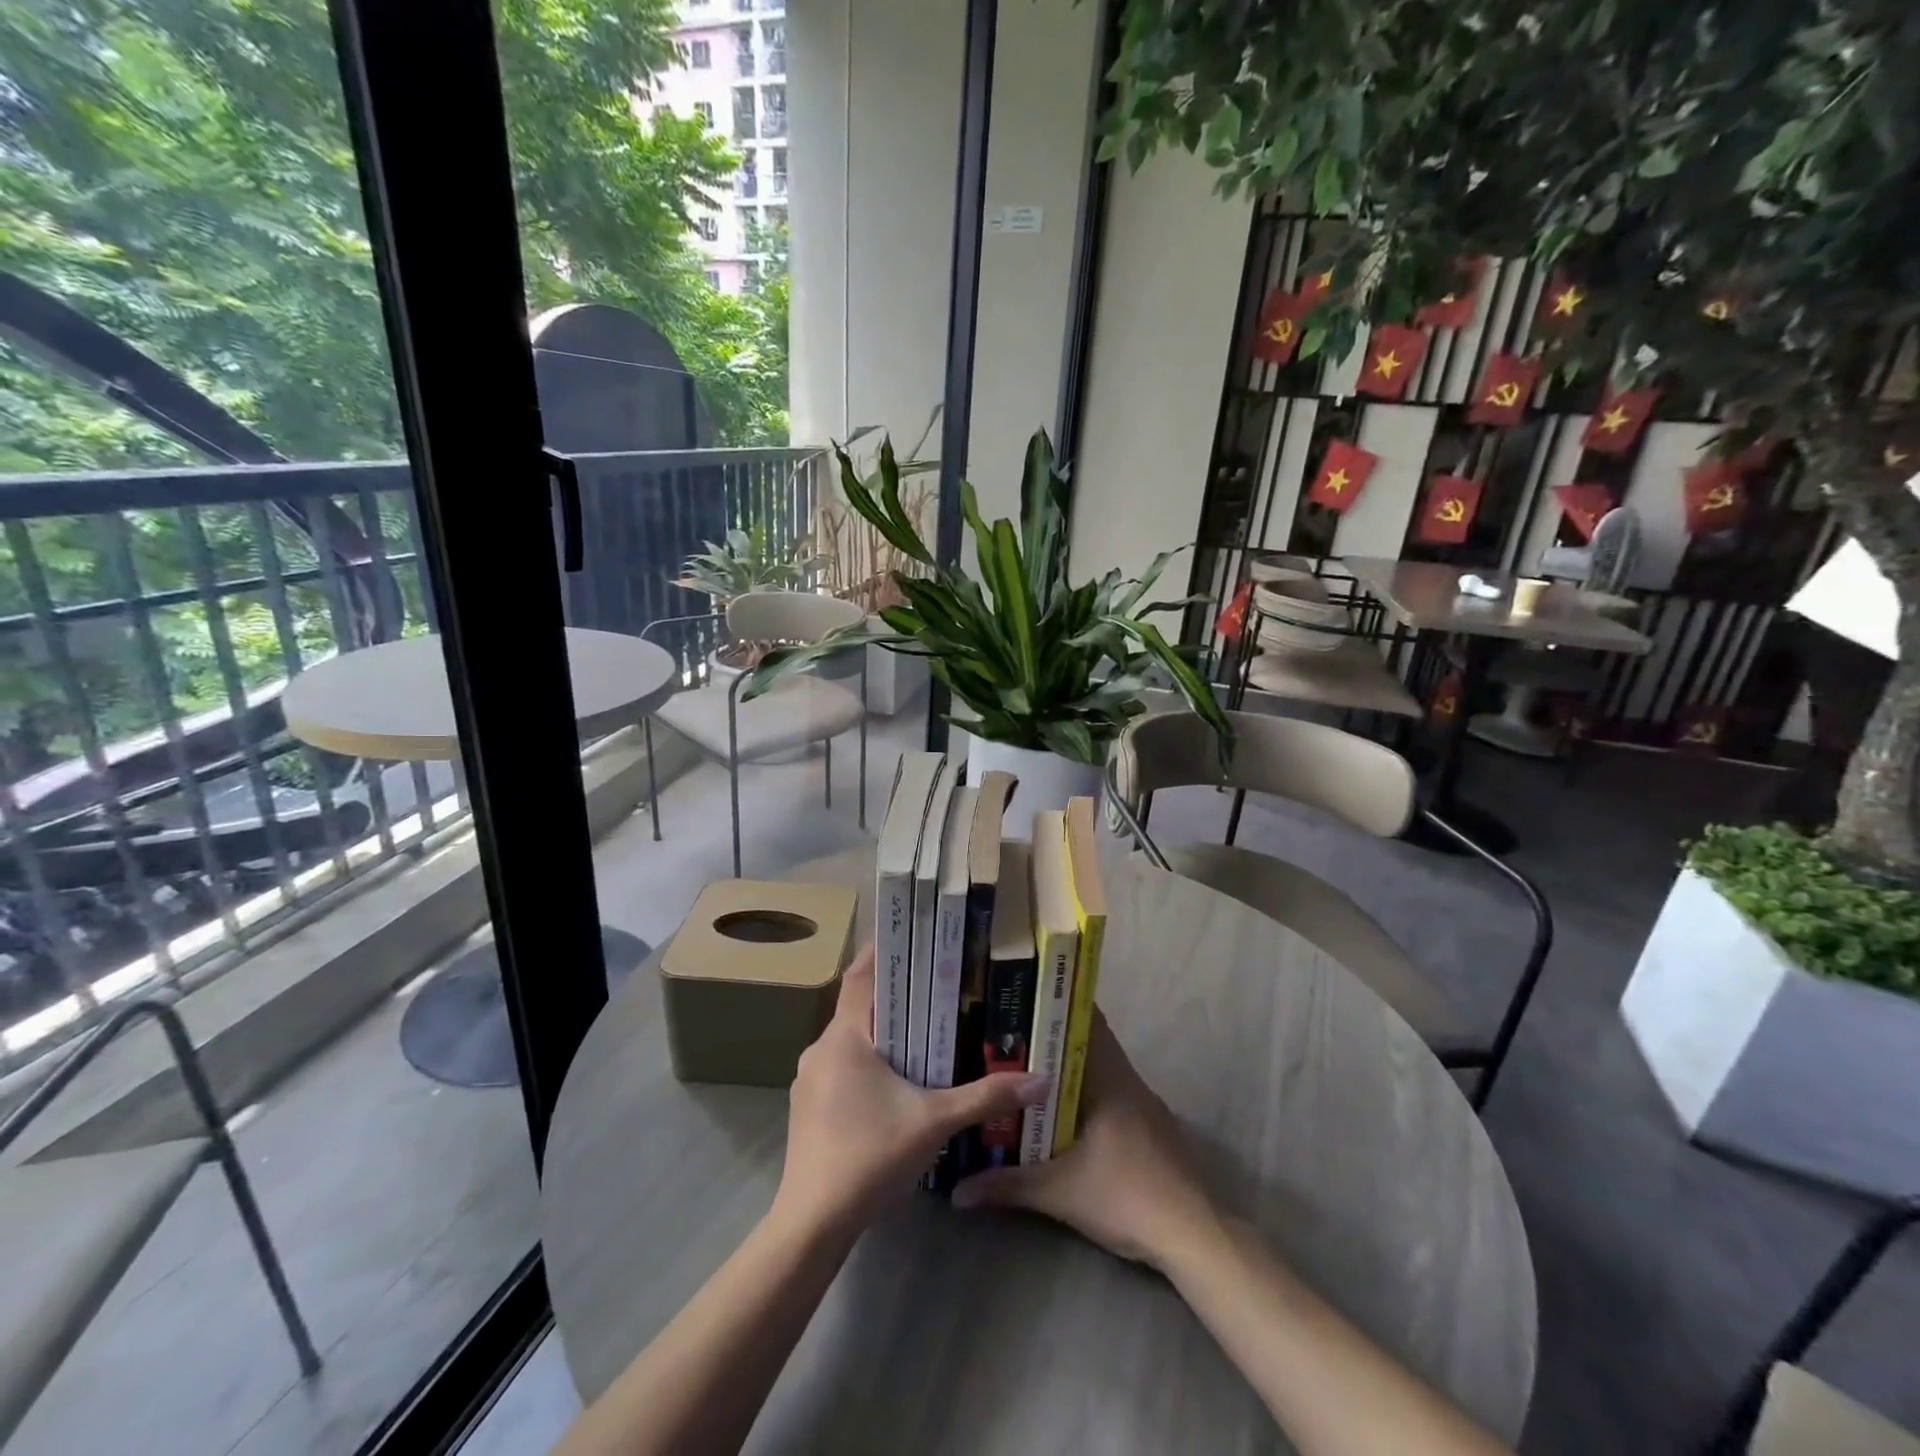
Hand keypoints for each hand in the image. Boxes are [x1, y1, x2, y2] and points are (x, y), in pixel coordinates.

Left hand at [774, 944, 1050, 1237]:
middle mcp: (820, 1048)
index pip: (861, 975)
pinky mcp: (808, 1105)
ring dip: (882, 1032)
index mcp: (844, 1037)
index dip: (883, 951)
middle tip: (936, 984)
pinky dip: (867, 1061)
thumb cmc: (870, 1156)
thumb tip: (1040, 1080)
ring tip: (923, 1028)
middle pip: (859, 1006)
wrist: (812, 1223)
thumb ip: (986, 1096)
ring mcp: (809, 1079)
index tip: (913, 935)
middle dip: (895, 995)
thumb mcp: (935, 1122)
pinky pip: (841, 1066)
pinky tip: (896, 1080)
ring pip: (850, 1039)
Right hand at [951, 1011, 1218, 1269]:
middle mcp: (1127, 1079)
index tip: (1021, 1000)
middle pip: (1088, 1042)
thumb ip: (1007, 1185)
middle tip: (1009, 1039)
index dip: (1054, 1005)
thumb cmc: (1125, 1195)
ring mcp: (1143, 1103)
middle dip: (1051, 1040)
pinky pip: (1112, 1093)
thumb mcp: (1058, 1192)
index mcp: (1109, 1076)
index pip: (1085, 1019)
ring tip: (1025, 1072)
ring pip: (1100, 1070)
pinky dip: (1086, 1093)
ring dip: (1068, 1070)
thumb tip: (958, 1191)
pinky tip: (1061, 1113)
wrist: (1193, 1235)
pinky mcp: (1151, 1127)